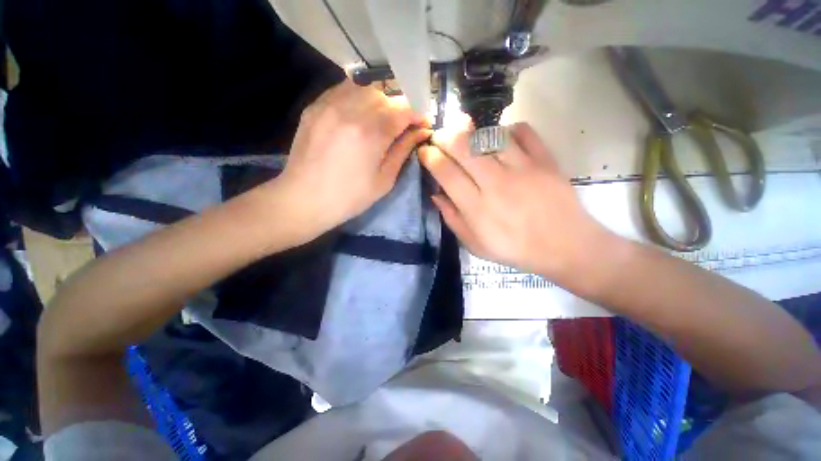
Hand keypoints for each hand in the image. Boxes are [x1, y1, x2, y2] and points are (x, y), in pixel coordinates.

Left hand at [275, 80, 430, 237]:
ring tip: (382, 119)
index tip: (423, 125)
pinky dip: (358, 97)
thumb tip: (421, 132)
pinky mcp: (314, 106)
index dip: (417, 115)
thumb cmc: (349, 197)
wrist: (304, 199)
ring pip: (364, 87)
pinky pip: (343, 90)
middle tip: (403, 126)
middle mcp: (350, 110)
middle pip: (385, 95)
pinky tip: (360, 114)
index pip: (403, 109)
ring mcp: (329, 105)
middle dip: (400, 108)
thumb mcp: (384, 180)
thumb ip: (403, 151)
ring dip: (380, 100)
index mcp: (371, 133)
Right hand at [419, 123, 612, 282]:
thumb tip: (435, 194)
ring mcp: (522, 168)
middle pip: (464, 147)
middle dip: (445, 135)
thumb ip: (452, 219)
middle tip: (440, 136)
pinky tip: (502, 138)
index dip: (430, 157)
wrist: (564, 246)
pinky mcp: (545, 160)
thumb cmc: (514, 249)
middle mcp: (496, 184)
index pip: (446, 173)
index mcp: (476, 208)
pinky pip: (523, 132)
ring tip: (467, 135)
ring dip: (472, 131)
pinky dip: (509, 129)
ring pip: (490, 135)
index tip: (425, 151)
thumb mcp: (475, 245)